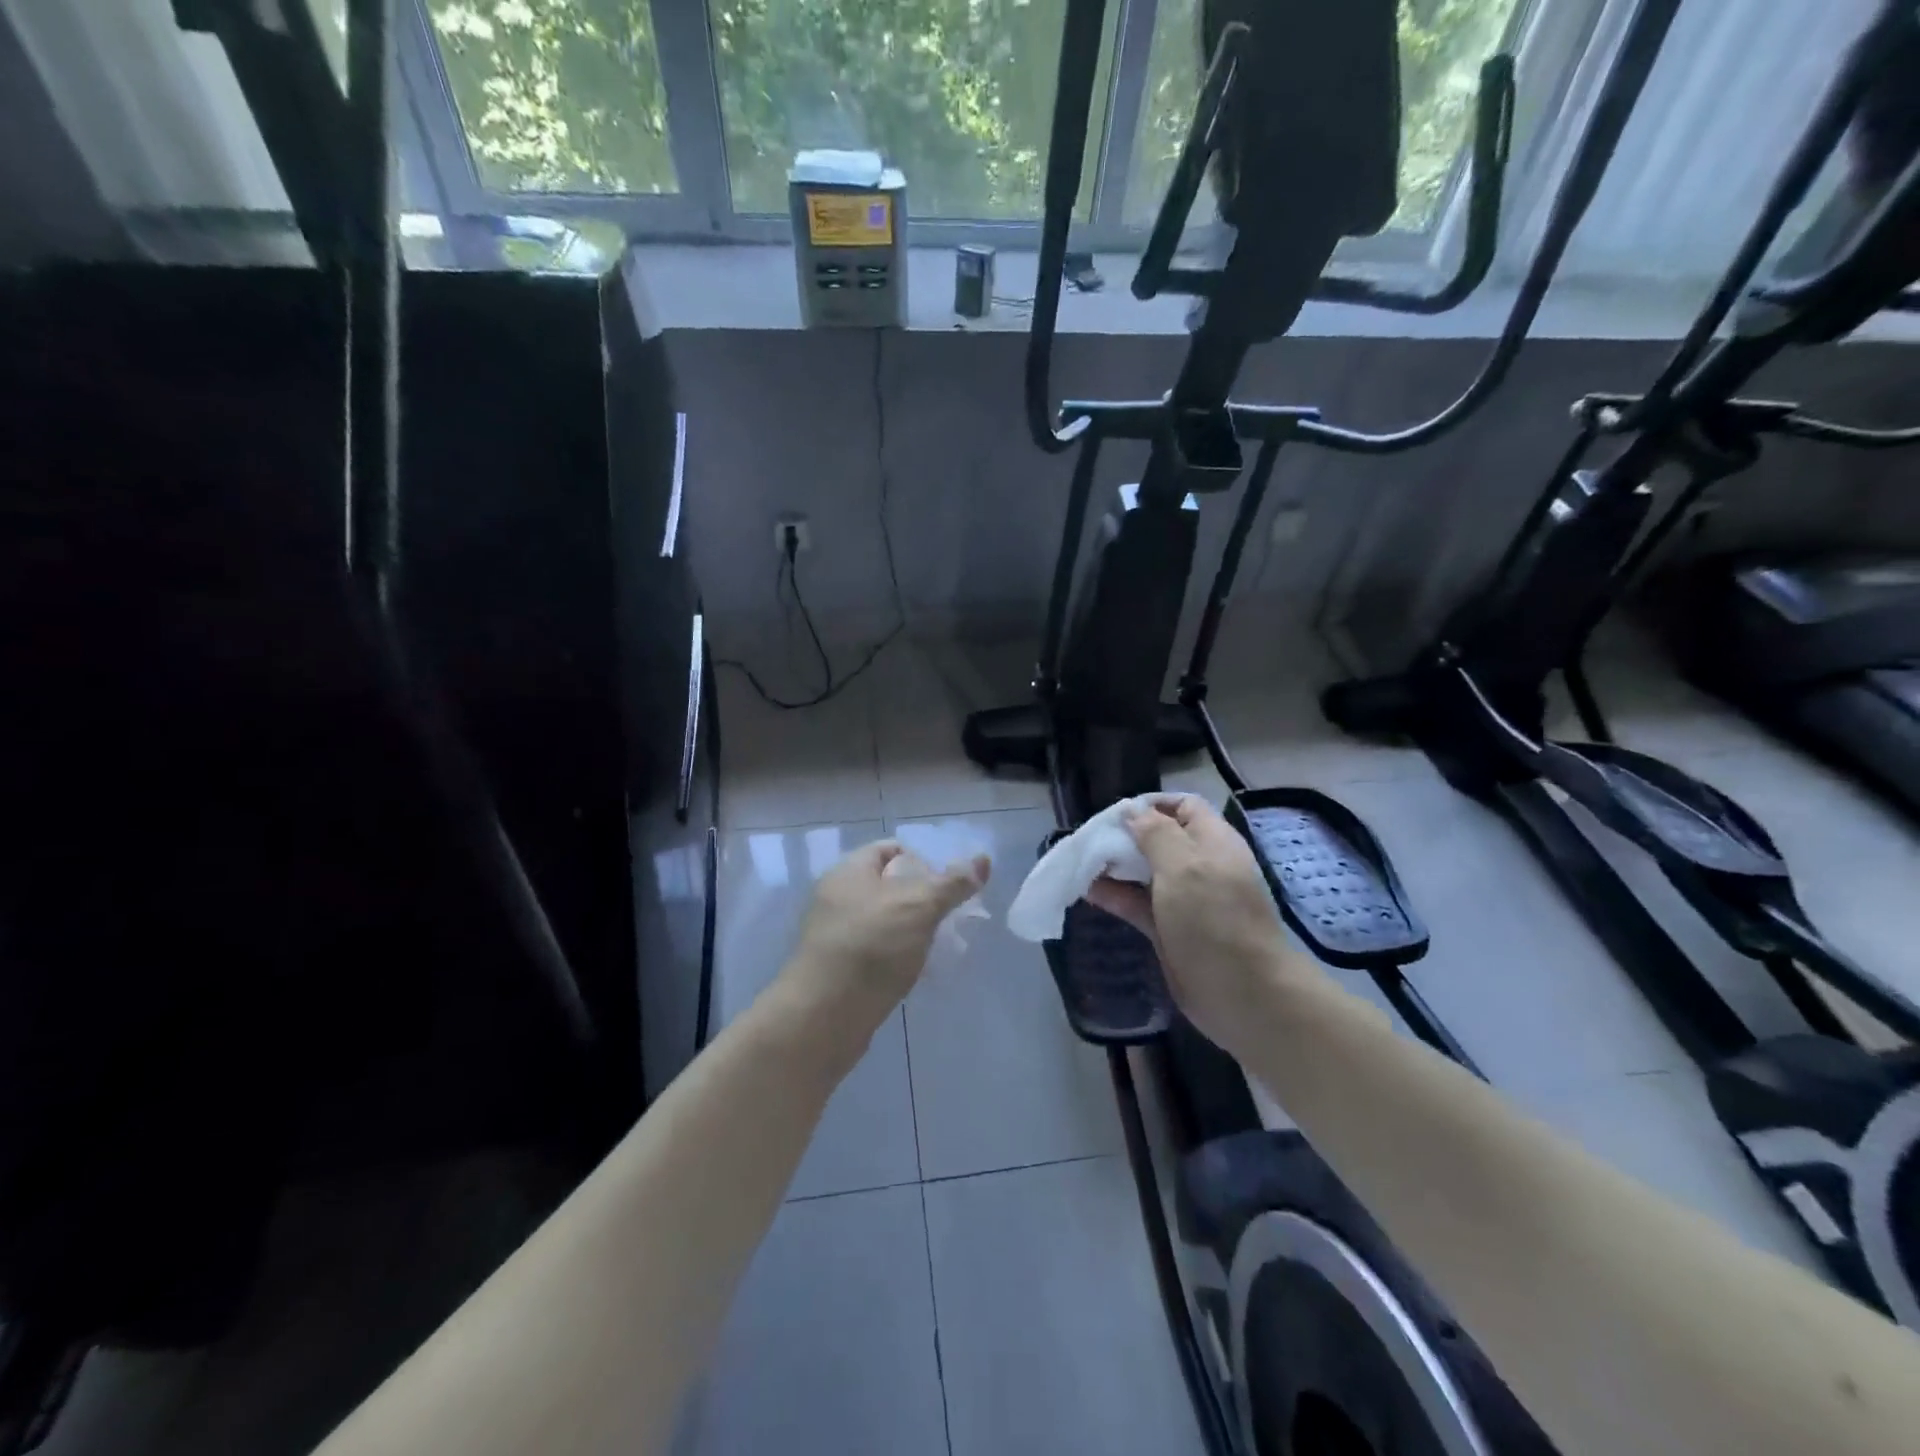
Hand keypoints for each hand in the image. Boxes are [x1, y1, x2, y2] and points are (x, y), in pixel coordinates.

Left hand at [780, 840, 989, 1052]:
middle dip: (924, 899)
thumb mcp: (918, 906)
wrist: (823, 1017)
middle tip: (952, 917)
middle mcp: (839, 897)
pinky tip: (919, 971)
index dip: (923, 859)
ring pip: (887, 921)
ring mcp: (838, 934)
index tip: (948, 885)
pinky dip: (900, 956)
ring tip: (942, 947)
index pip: (890, 848)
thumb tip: (983, 859)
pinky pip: (878, 951)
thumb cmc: (871, 947)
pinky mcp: (841, 968)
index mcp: (849, 871)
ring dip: (915, 930)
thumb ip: (952, 883)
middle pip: (890, 885)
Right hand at [1086, 796, 1310, 1059]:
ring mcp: (1185, 899)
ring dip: (1115, 865)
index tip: (1115, 814)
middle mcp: (1199, 865)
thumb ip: (1155, 833)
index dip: (1150, 804)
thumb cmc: (1214, 919)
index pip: (1183, 806)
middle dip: (1125, 835)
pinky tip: (1087, 891)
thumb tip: (1132, 811)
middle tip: (1089, 839)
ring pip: (1144, 872)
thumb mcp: (1184, 866)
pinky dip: (1114, 896)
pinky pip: (1137, 903)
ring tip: (1080, 862)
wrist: (1244, 994)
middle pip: (1158, 838)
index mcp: (1212, 841)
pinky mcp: (1170, 929)